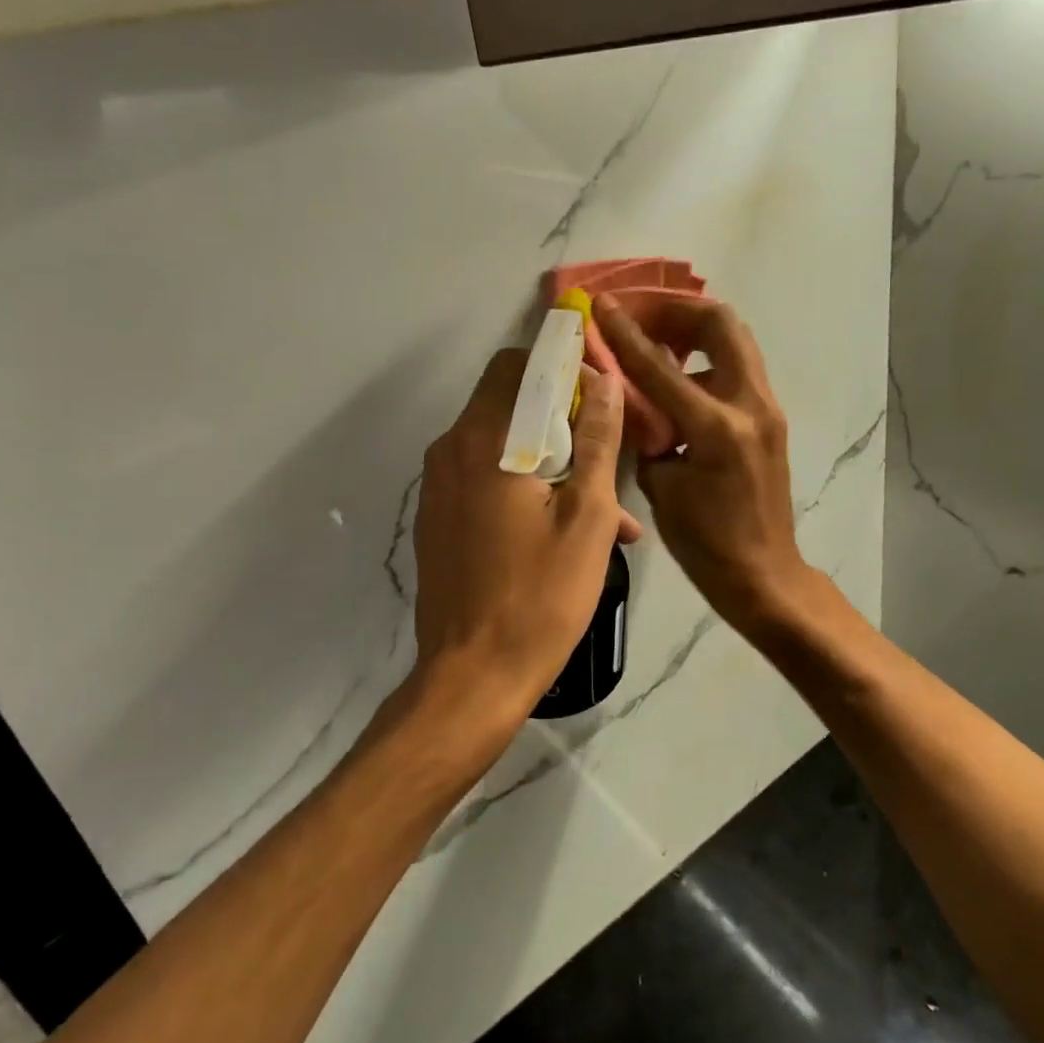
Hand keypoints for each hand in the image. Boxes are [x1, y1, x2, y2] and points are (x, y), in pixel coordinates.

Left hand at [408, 350, 641, 758]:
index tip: (600, 390)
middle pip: (507, 401)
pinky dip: (522, 486)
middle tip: (606, 451)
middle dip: (560, 415)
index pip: (516, 365)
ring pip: (500, 445)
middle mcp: (450, 451)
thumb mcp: (588, 516)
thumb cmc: (541, 596)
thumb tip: (603, 382)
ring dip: (549, 458)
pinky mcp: (438, 518)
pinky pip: (484, 479)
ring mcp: (438, 487)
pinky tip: (564, 530)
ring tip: (605, 508)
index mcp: (485, 441)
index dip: (560, 366)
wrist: (473, 678)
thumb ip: (597, 440)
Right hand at [593, 294, 814, 635]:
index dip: (626, 332)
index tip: (604, 305)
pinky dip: (704, 358)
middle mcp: (751, 406)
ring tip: (656, 343)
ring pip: (734, 340)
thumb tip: (628, 396)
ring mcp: (767, 408)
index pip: (660, 366)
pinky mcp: (770, 417)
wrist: (763, 574)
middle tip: (642, 317)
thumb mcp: (660, 487)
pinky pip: (736, 367)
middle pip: (720, 323)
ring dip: (693, 330)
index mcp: (717, 429)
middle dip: (676, 310)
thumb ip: (644, 432)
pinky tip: (677, 379)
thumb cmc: (705, 543)